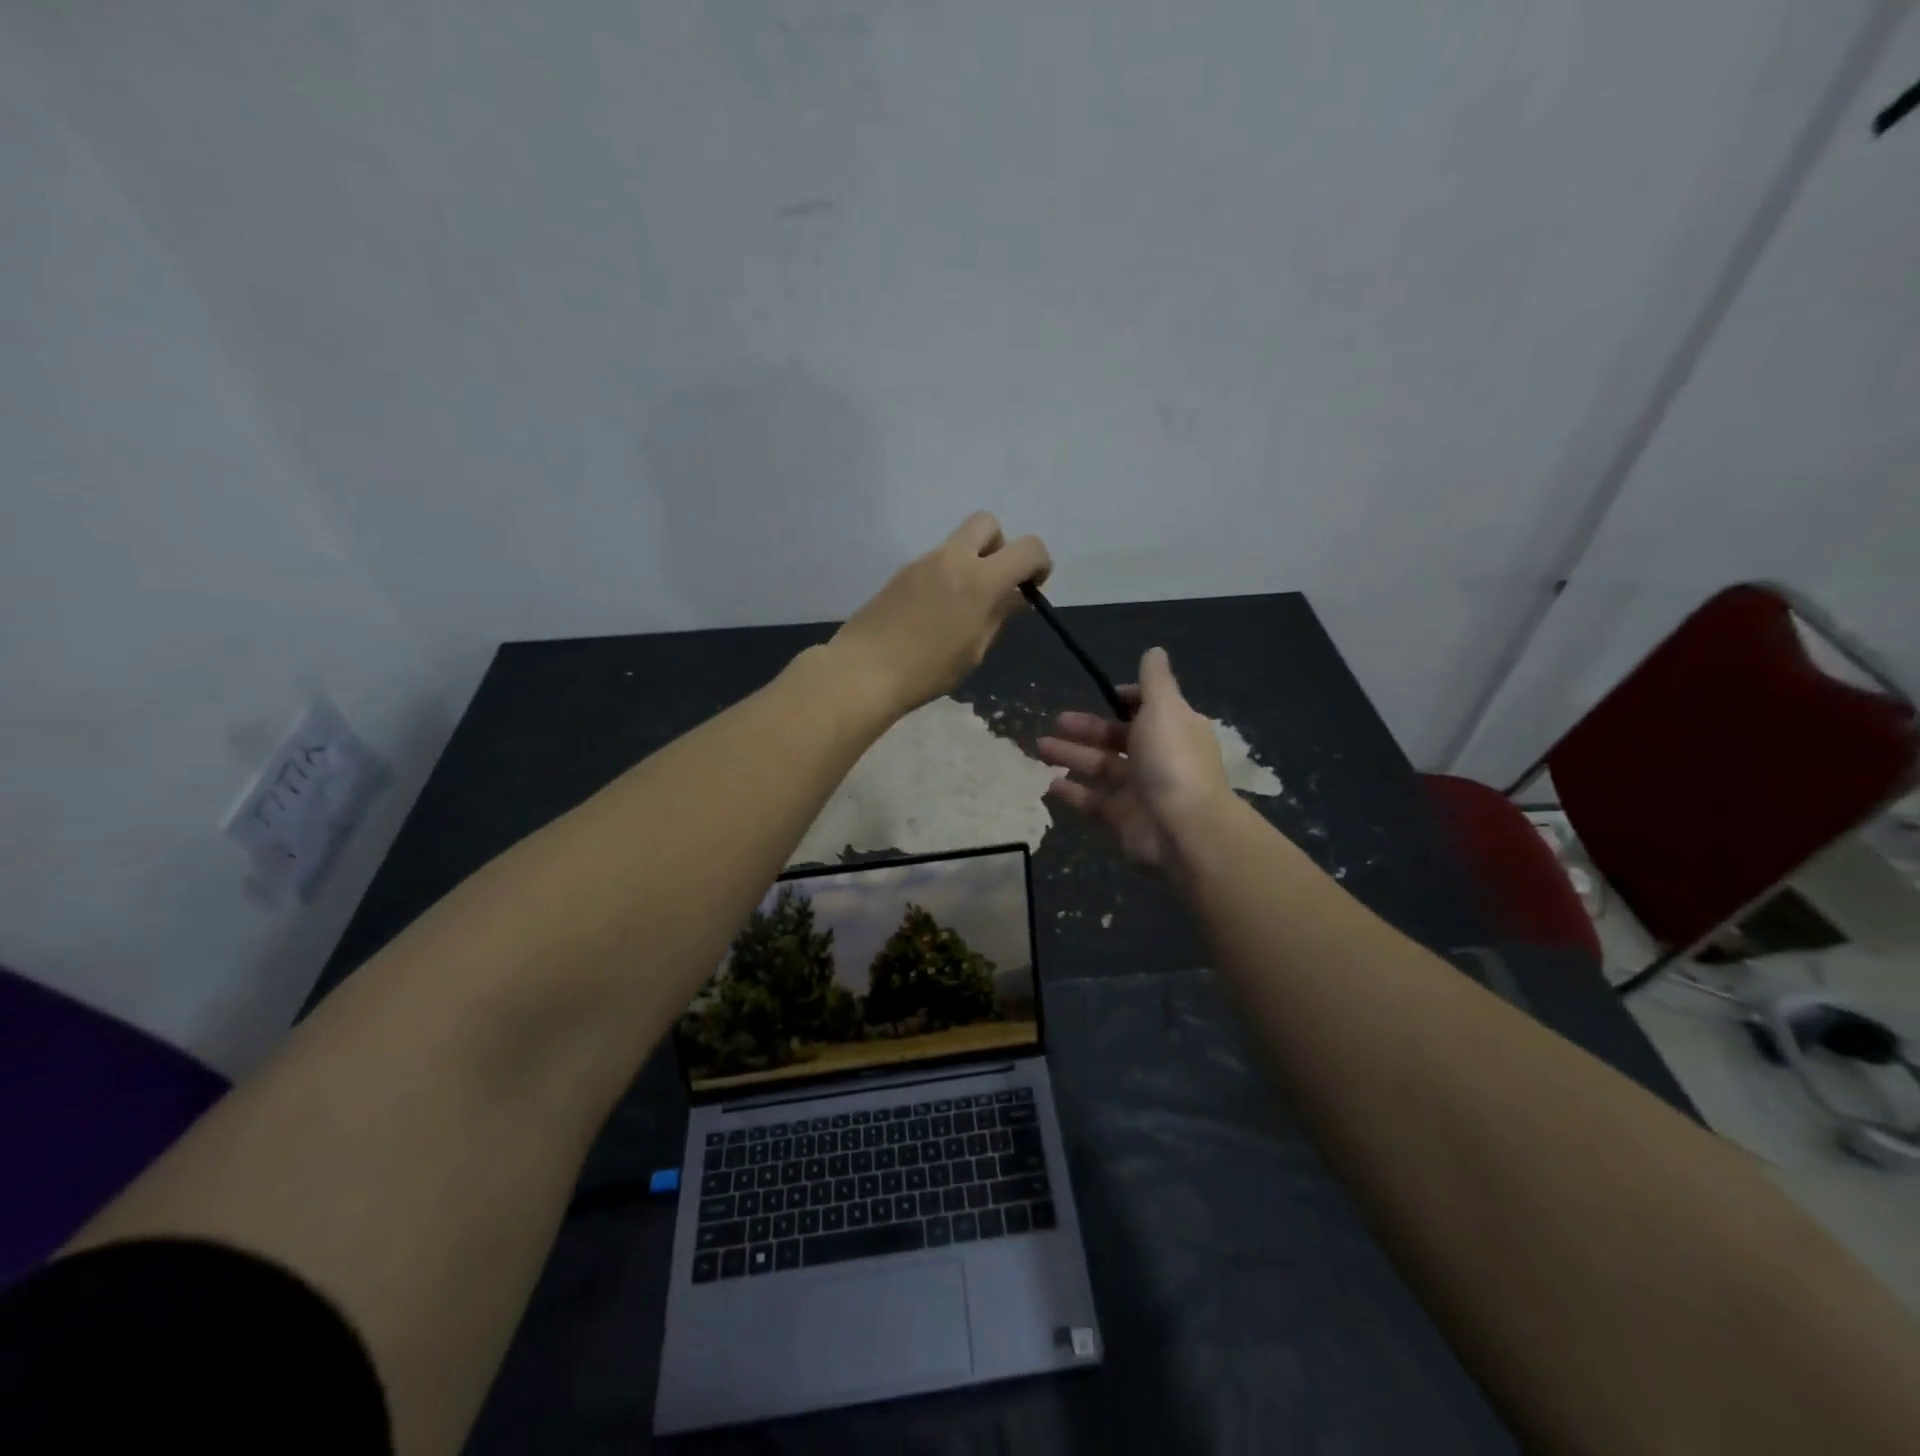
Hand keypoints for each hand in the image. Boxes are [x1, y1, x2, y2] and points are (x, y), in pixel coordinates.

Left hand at [830, 513, 1050, 714]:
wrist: (865, 670)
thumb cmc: (928, 669)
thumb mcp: (975, 649)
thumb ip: (999, 616)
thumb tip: (1016, 597)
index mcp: (979, 579)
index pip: (1028, 548)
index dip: (1040, 563)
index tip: (1032, 588)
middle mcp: (952, 558)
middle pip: (987, 524)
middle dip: (1001, 547)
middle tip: (995, 583)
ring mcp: (922, 562)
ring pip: (958, 543)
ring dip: (972, 562)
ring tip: (963, 608)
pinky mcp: (901, 573)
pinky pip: (936, 561)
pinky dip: (947, 575)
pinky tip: (935, 613)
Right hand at [1037, 647, 1232, 872]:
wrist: (1183, 829)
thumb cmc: (1172, 760)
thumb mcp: (1165, 708)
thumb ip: (1155, 680)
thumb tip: (1155, 650)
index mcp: (1174, 728)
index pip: (1148, 708)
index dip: (1124, 700)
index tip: (1101, 694)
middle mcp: (1158, 757)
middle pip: (1117, 737)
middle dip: (1086, 728)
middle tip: (1055, 722)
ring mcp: (1140, 790)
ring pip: (1101, 767)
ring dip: (1072, 756)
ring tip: (1040, 748)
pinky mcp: (1123, 818)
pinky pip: (1093, 801)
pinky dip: (1072, 792)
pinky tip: (1048, 784)